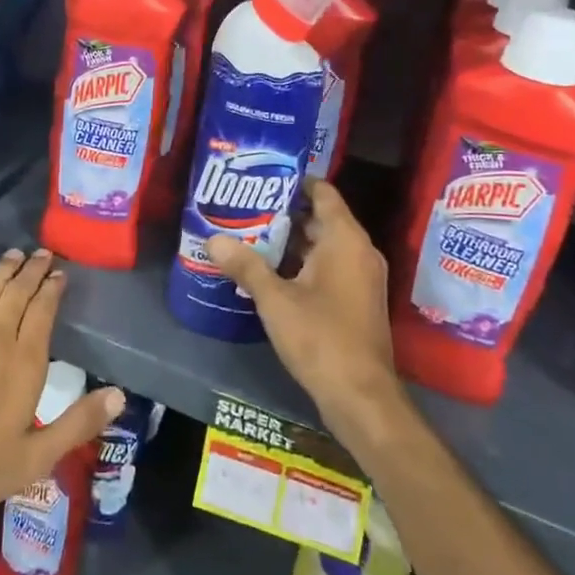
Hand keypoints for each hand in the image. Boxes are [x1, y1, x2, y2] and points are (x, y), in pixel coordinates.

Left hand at [0, 248, 122, 529]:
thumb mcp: (34, 458)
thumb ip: (78, 424)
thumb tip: (120, 395)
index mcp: (24, 362)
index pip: (42, 311)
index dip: (52, 288)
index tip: (60, 273)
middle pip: (17, 292)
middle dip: (32, 270)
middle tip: (42, 253)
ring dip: (4, 269)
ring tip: (15, 254)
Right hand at [208, 178, 402, 442]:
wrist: (362, 397)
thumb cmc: (321, 338)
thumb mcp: (275, 300)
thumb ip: (245, 266)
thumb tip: (213, 240)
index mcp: (345, 240)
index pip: (324, 193)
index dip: (295, 181)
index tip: (263, 177)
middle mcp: (359, 251)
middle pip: (321, 218)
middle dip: (285, 212)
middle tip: (246, 207)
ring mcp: (361, 277)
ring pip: (324, 245)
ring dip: (292, 241)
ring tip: (251, 234)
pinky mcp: (357, 300)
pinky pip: (330, 267)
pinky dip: (303, 263)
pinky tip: (271, 272)